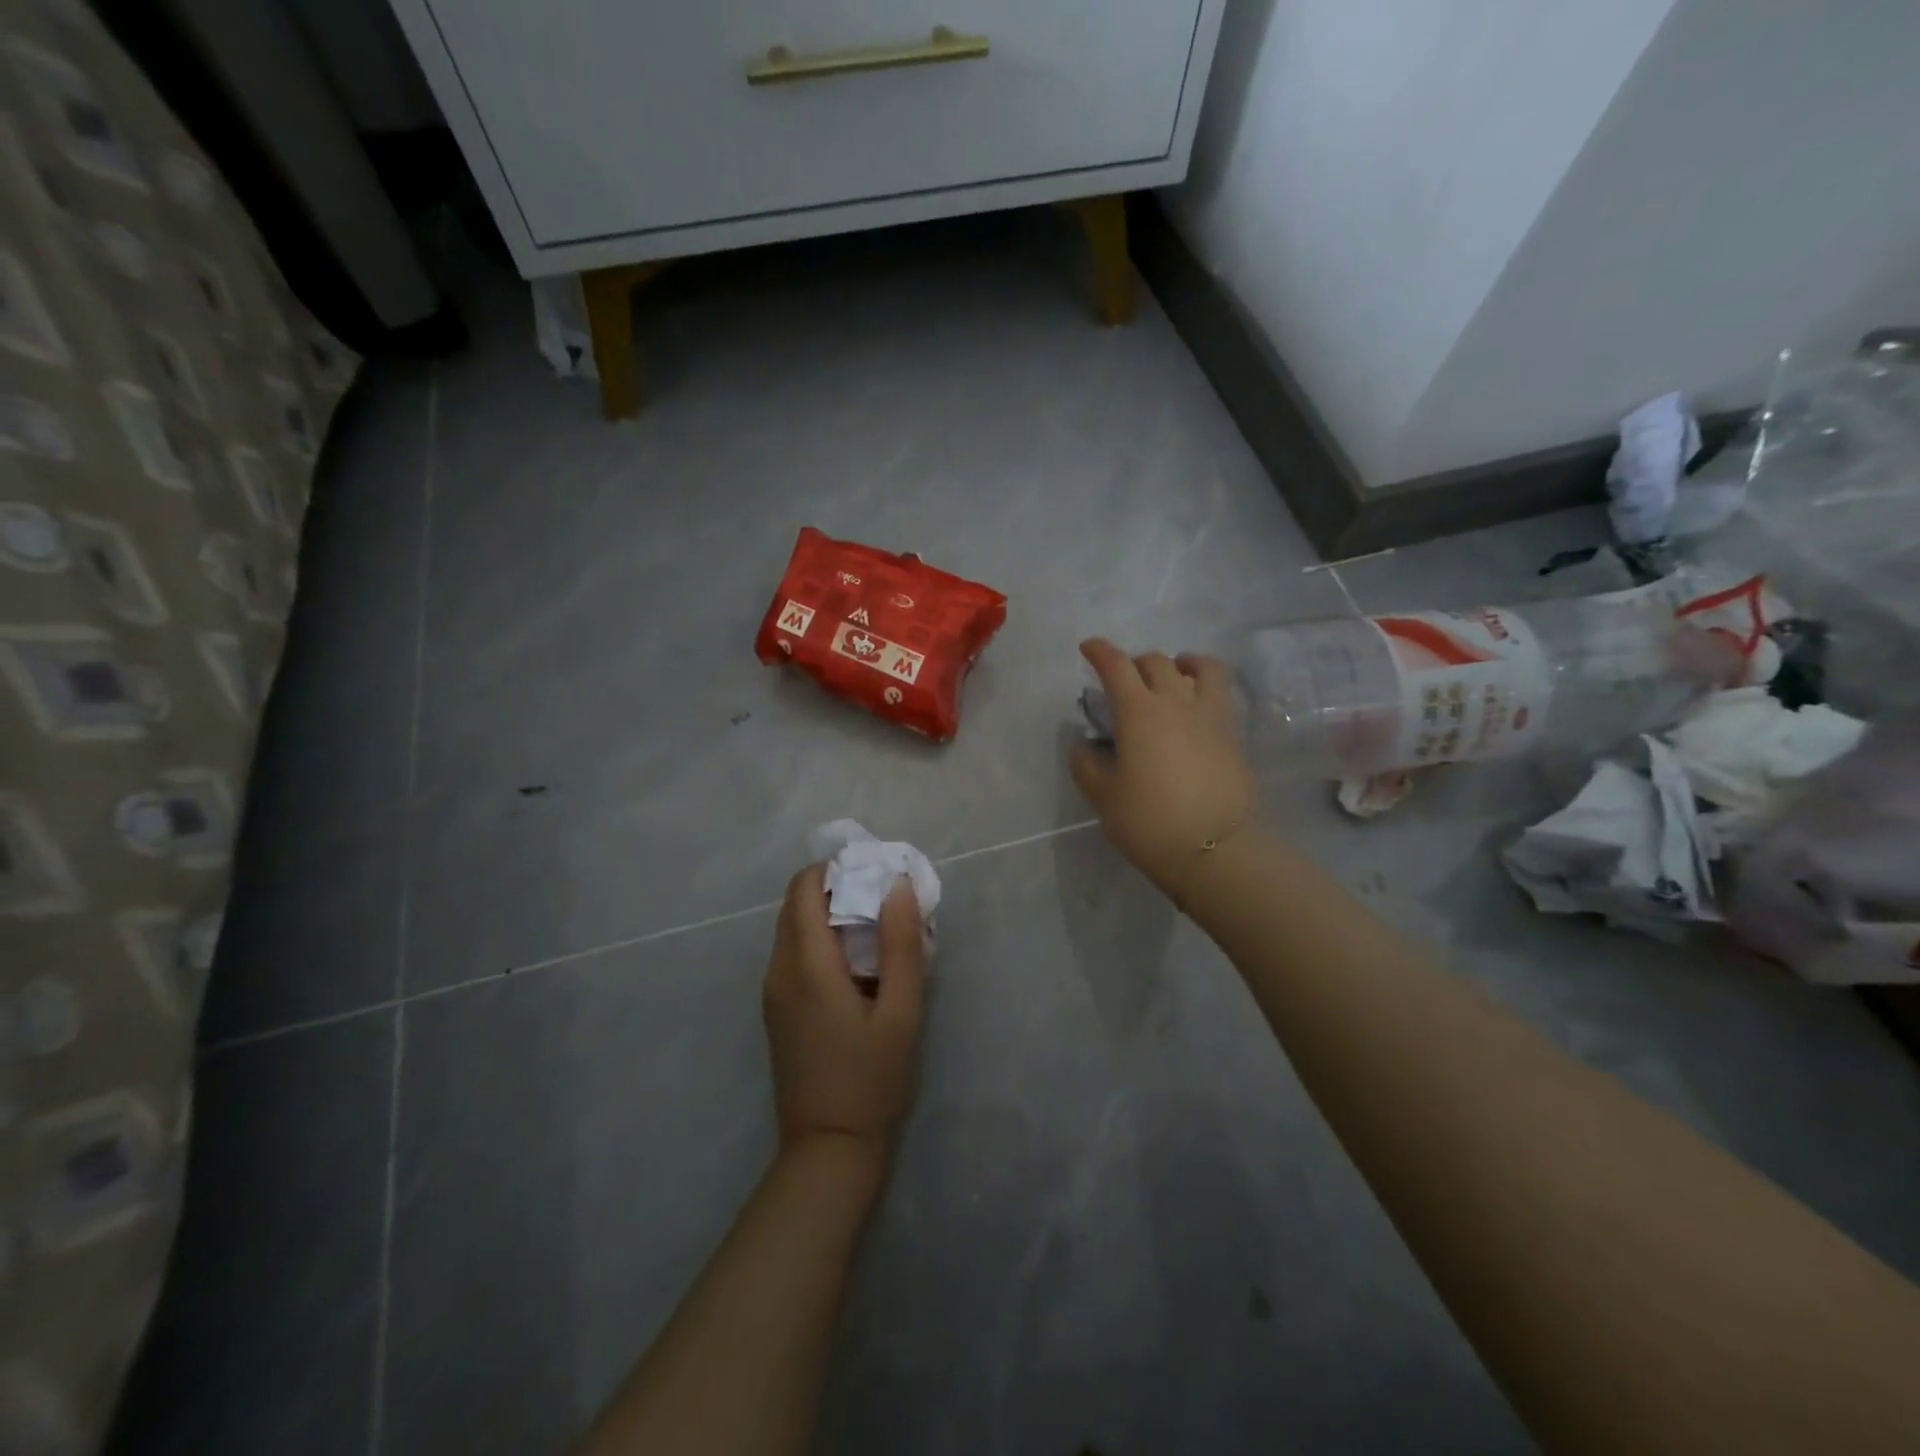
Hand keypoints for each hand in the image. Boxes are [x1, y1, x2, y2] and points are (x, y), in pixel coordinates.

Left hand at [763, 865, 926, 1162]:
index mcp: (806, 965)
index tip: (874, 874)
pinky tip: (857, 966)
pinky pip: (793, 955)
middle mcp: (779, 971)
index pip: (804, 888)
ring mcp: (773, 993)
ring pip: (793, 929)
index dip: (835, 869)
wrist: (828, 1150)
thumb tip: (897, 886)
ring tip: (876, 931)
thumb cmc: (871, 1080)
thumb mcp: (901, 1012)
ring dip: (828, 915)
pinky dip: (820, 942)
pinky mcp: (777, 1011)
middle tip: (882, 900)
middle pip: (795, 904)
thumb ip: (901, 945)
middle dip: (835, 888)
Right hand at [1070, 638, 1258, 903]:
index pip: (1116, 666)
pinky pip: (1220, 692)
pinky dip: (1205, 685)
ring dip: (1180, 663)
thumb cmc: (1150, 821)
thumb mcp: (1104, 797)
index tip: (1088, 648)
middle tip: (1124, 682)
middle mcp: (1176, 701)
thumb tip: (1085, 748)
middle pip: (1155, 662)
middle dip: (1135, 663)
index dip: (1100, 651)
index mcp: (1139, 711)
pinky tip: (1196, 706)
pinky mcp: (1233, 733)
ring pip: (1200, 666)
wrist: (1215, 848)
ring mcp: (1210, 715)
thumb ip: (1087, 766)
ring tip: (1173, 677)